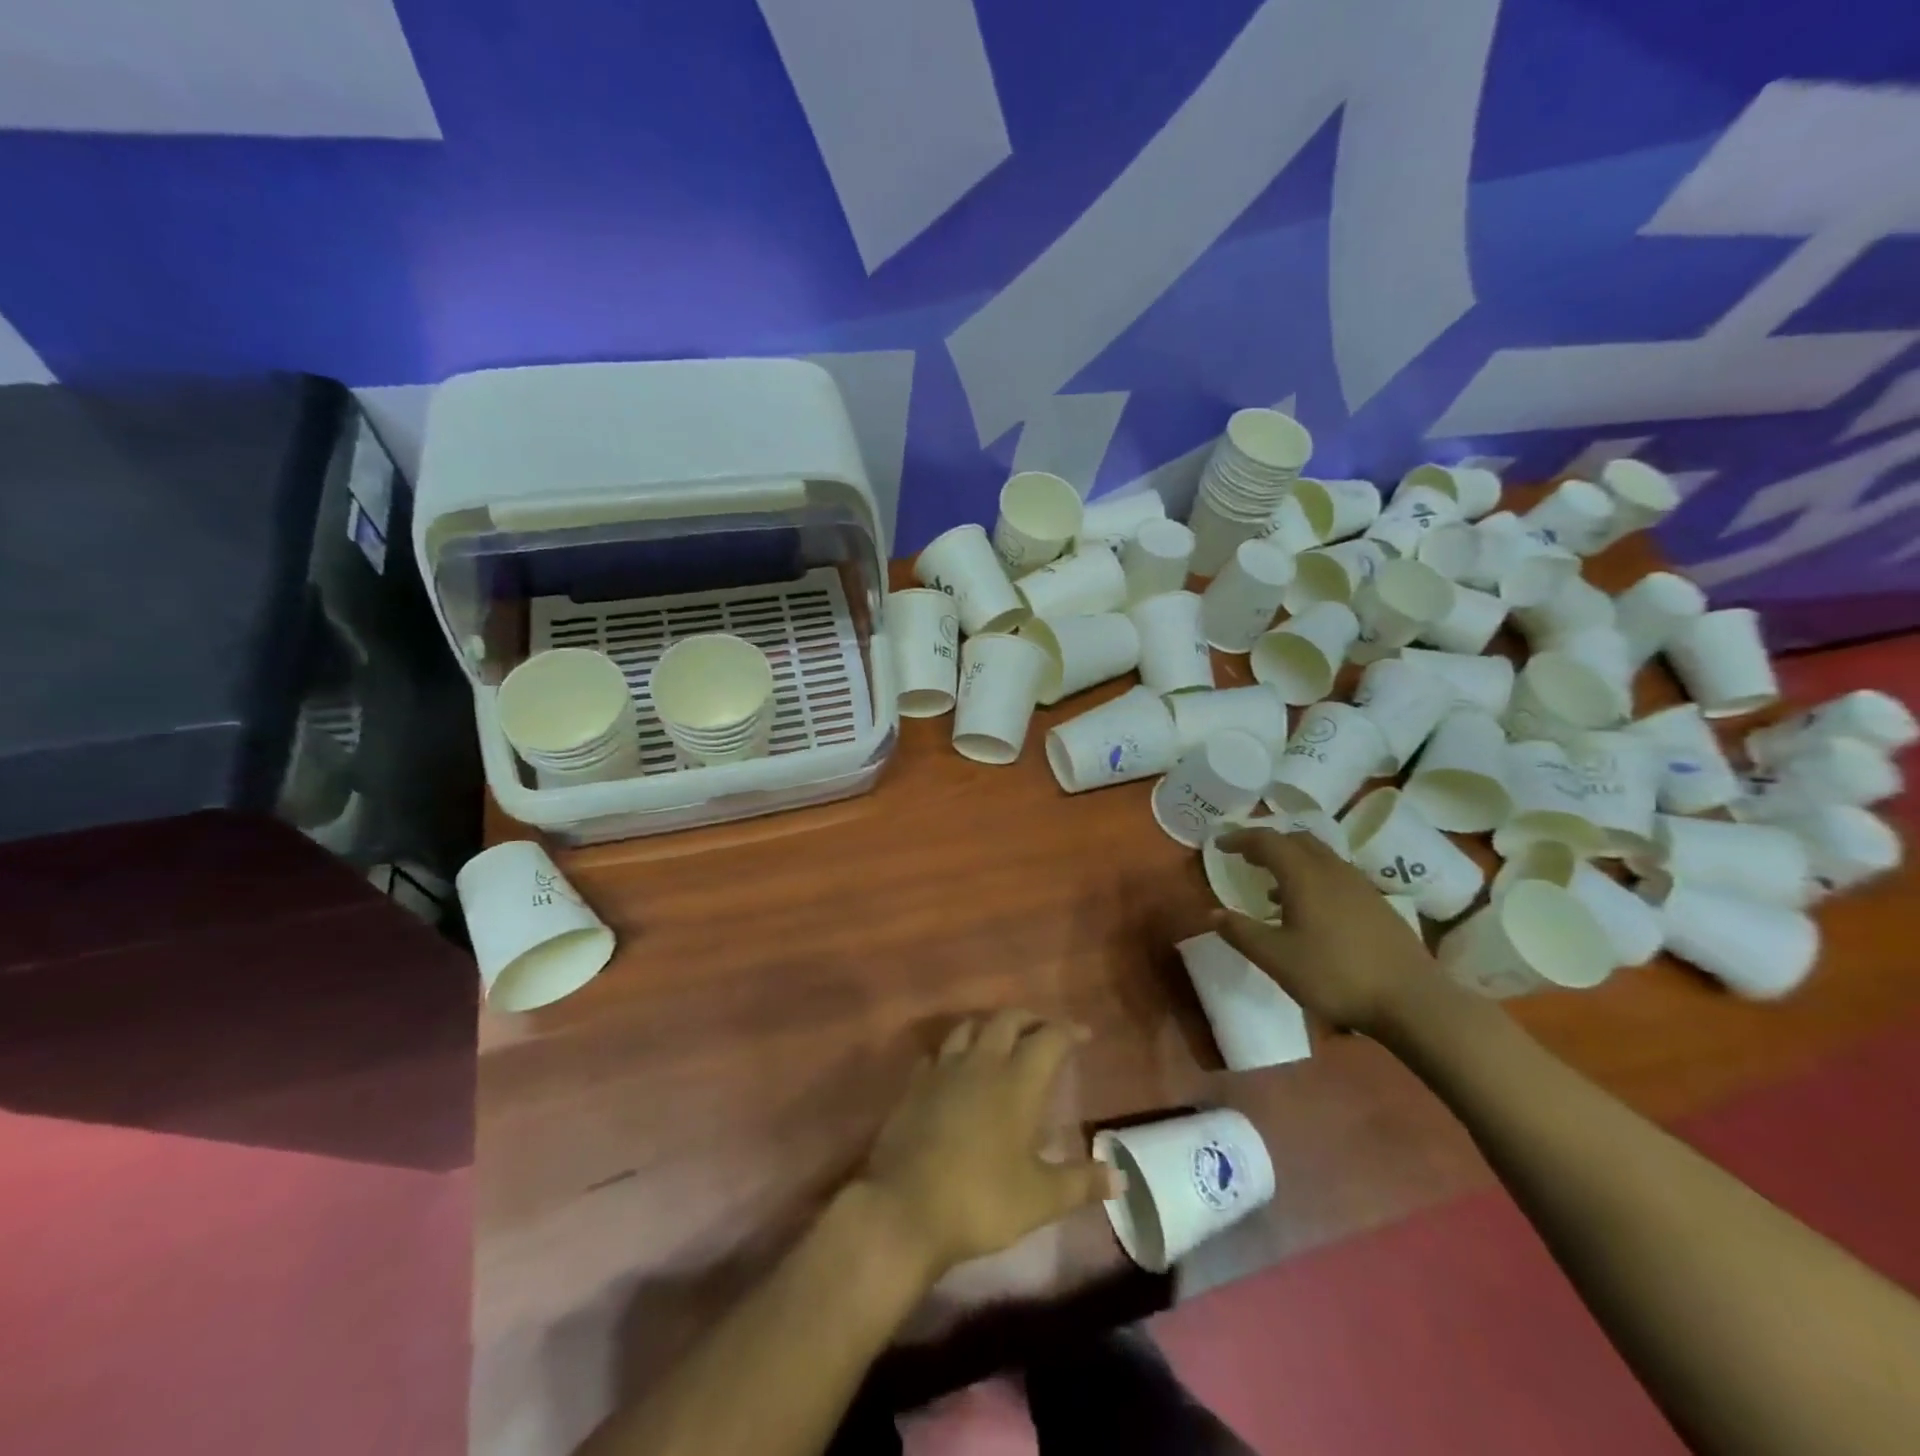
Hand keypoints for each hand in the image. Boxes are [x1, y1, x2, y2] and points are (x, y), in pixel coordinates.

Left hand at [858, 1010, 1118, 1279]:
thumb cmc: (981, 1200)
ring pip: (969, 1028)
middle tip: (1045, 1031)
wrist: (905, 1207)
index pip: (1049, 1039)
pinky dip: (954, 1053)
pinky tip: (956, 1070)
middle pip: (1007, 1020)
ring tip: (1002, 1041)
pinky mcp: (915, 1084)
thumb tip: (1120, 1177)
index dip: (1069, 1031)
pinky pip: (938, 1054)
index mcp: (1017, 1081)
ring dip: (990, 1027)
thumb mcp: (1041, 1199)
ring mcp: (943, 1070)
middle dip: (1030, 1020)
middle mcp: (982, 1063)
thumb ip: (1081, 1182)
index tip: (1084, 1034)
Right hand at [1213, 827, 1446, 1036]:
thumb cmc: (1335, 975)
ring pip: (1319, 856)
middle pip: (1297, 839)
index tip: (1219, 845)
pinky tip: (1309, 910)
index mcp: (1304, 876)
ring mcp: (1359, 885)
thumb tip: (1213, 914)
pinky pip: (1335, 874)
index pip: (1267, 840)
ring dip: (1292, 860)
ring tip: (1272, 885)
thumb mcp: (1277, 958)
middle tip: (1246, 857)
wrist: (1412, 1000)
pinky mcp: (1376, 903)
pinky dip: (1312, 877)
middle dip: (1268, 843)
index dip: (1240, 838)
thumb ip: (1241, 933)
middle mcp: (1332, 870)